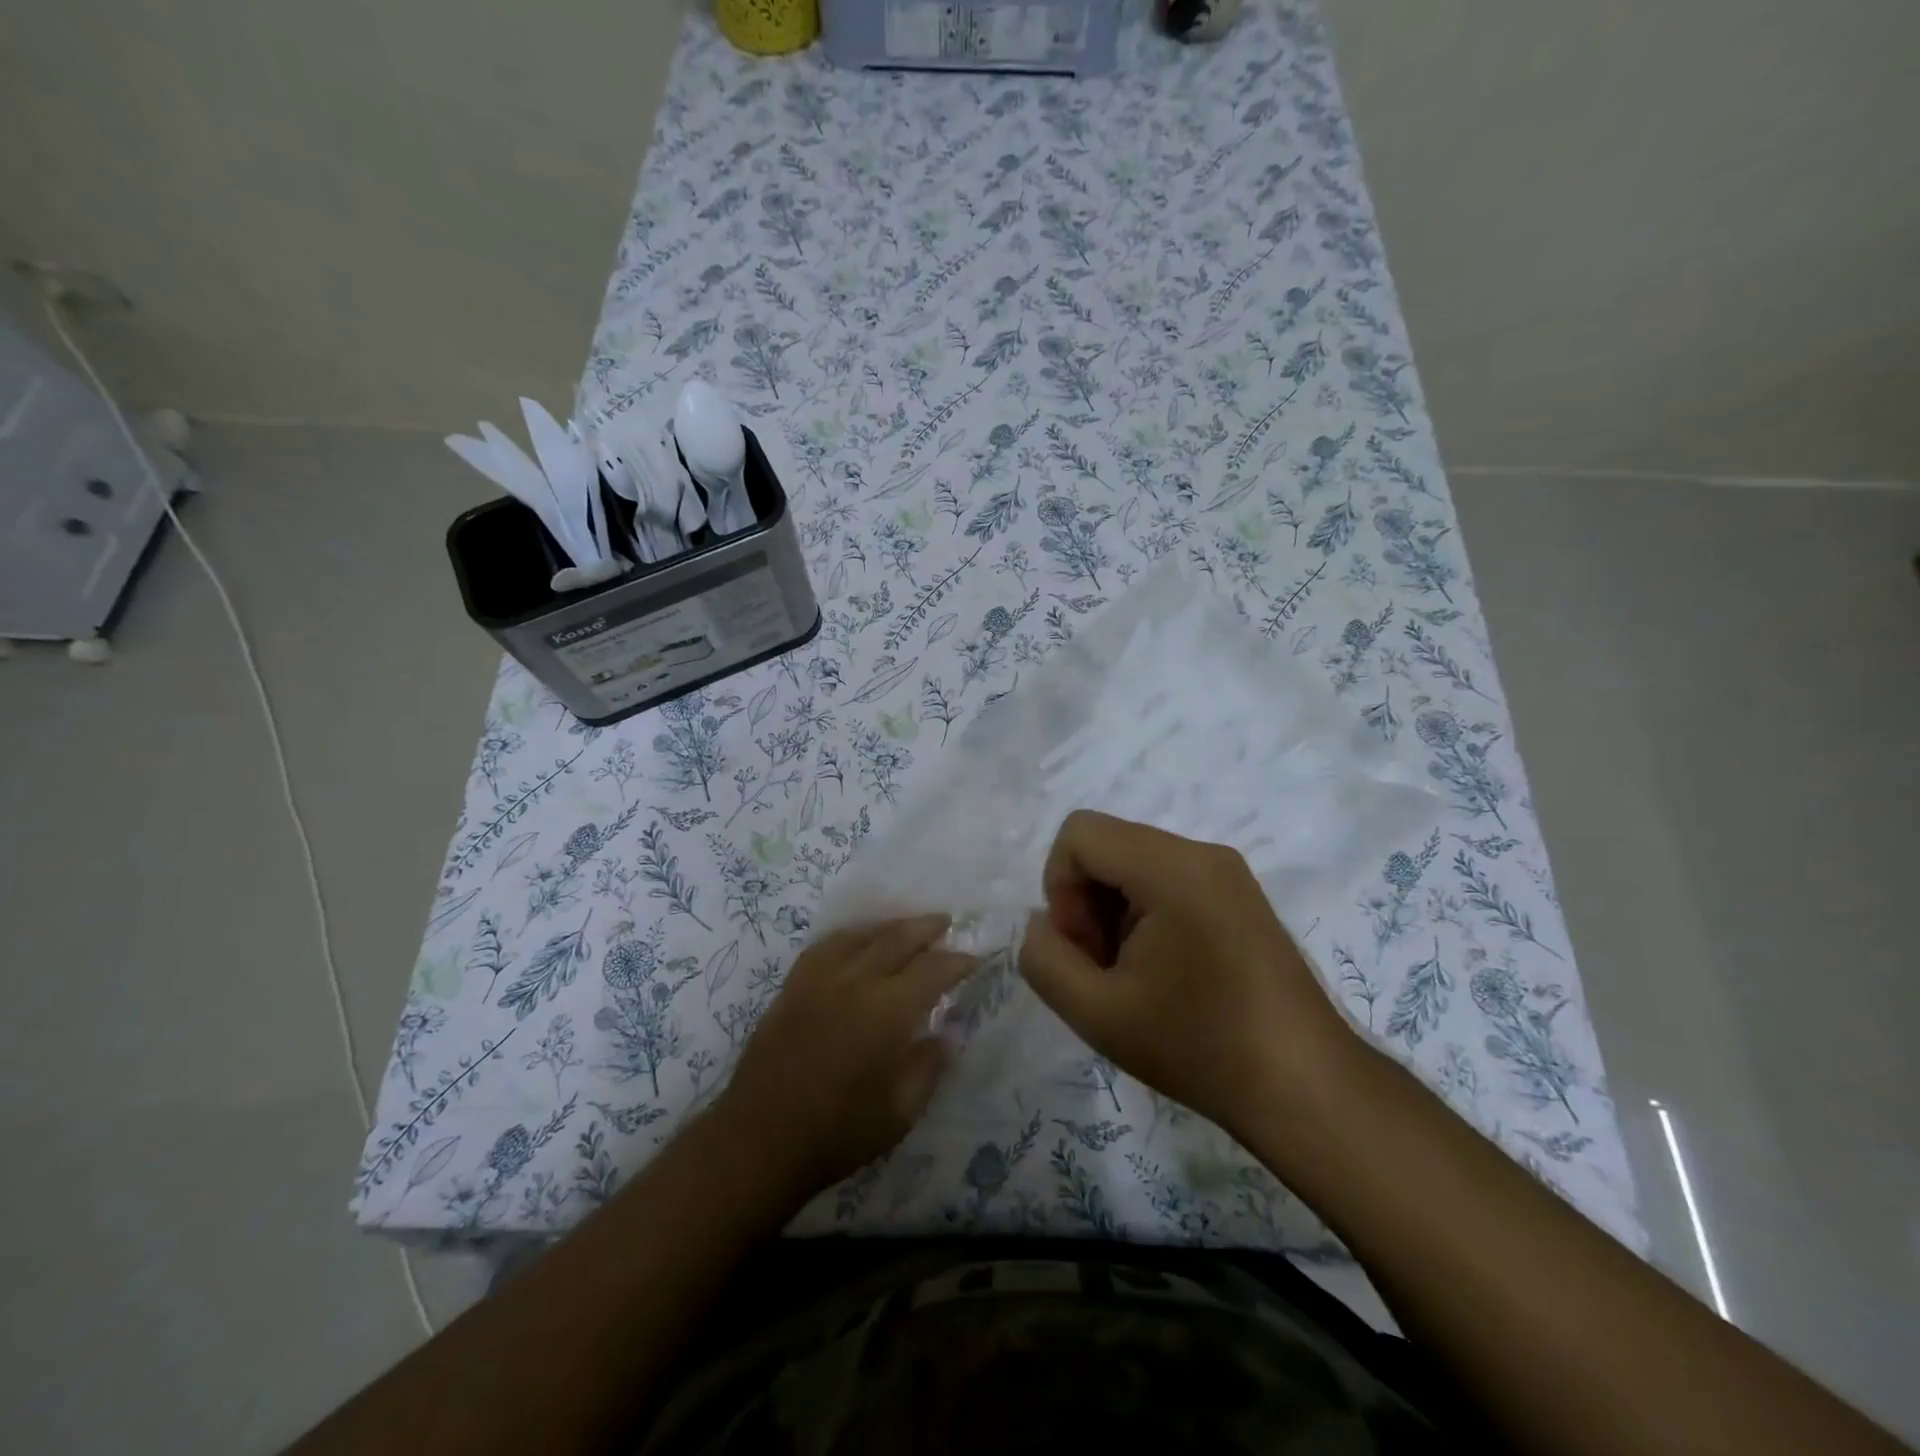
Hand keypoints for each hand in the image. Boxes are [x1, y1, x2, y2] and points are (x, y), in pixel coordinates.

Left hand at [717, 915, 974, 1199]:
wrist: (760, 1141)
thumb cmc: (838, 1133)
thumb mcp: (900, 1112)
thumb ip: (929, 1065)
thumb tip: (950, 1033)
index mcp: (888, 1010)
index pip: (933, 969)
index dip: (958, 960)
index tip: (975, 958)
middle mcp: (855, 981)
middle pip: (897, 938)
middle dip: (926, 927)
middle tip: (946, 922)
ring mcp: (819, 979)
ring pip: (862, 935)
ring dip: (890, 926)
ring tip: (908, 926)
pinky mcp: (792, 986)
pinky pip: (826, 945)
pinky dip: (850, 936)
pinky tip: (856, 940)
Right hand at [1019, 810, 1362, 1145]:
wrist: (1306, 1087)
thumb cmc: (1199, 1046)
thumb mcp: (1096, 1013)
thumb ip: (1044, 958)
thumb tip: (1042, 924)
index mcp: (1171, 868)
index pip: (1079, 834)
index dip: (1060, 889)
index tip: (1084, 951)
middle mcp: (1202, 852)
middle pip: (1108, 846)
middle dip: (1086, 902)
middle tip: (1104, 969)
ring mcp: (1226, 871)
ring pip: (1134, 862)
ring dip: (1114, 911)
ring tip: (1133, 976)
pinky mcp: (1239, 894)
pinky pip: (1168, 879)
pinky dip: (1145, 914)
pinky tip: (1163, 971)